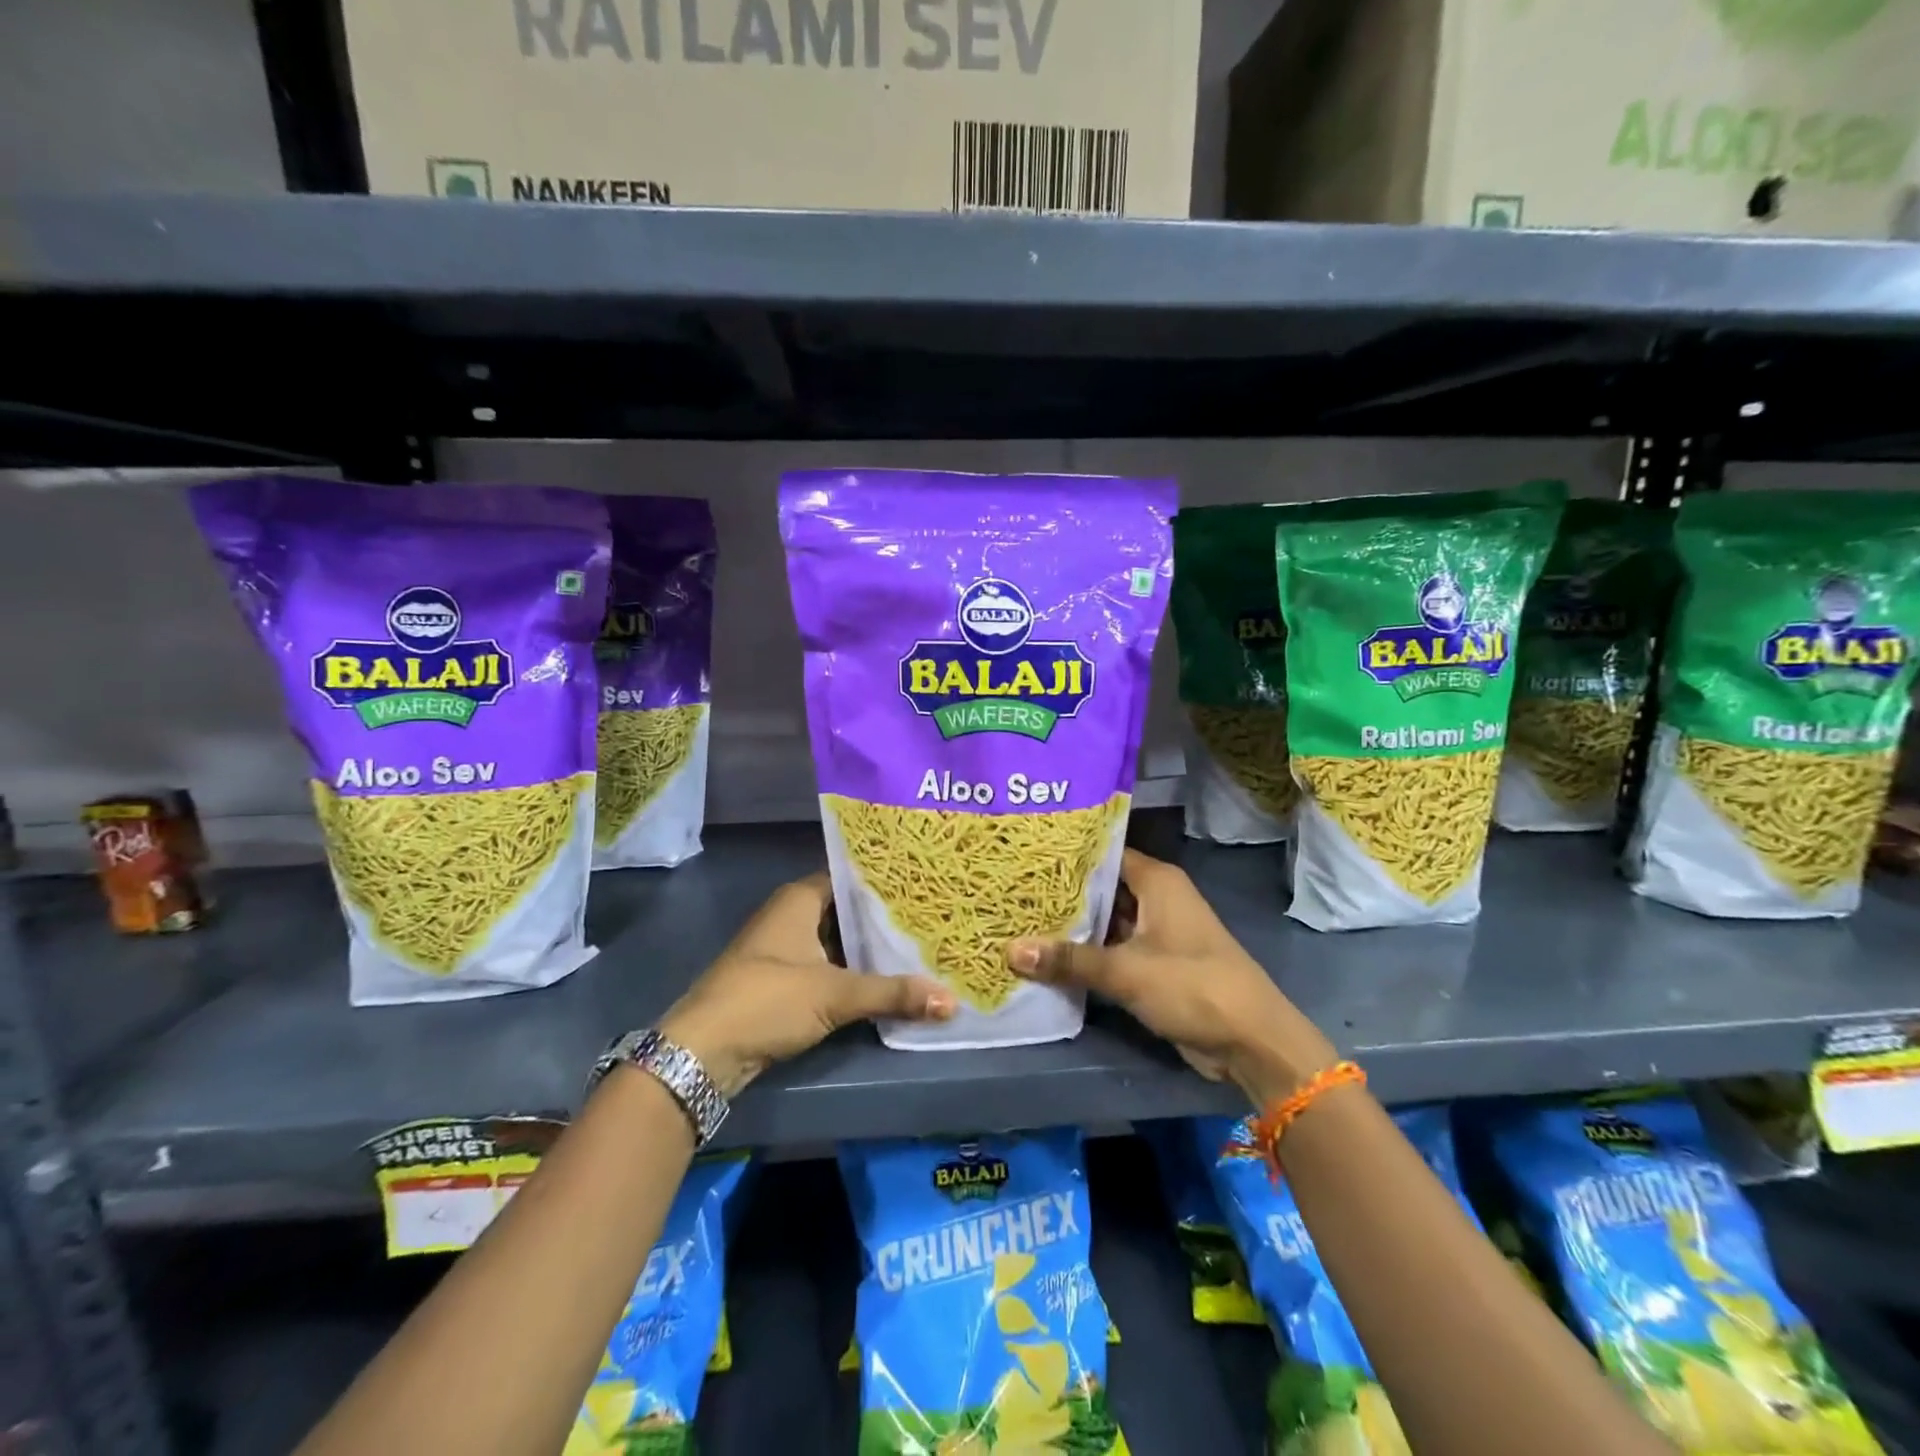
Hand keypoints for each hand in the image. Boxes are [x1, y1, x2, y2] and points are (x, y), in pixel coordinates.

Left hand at [659, 874, 954, 1095]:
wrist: (703, 1053)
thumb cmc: (767, 1000)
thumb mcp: (834, 994)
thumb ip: (892, 994)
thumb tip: (950, 1001)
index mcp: (798, 900)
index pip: (849, 876)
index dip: (883, 879)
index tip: (923, 881)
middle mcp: (791, 916)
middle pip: (846, 909)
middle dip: (883, 916)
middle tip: (931, 914)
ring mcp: (785, 950)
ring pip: (838, 940)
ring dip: (869, 947)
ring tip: (920, 943)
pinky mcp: (783, 982)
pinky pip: (828, 966)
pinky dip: (853, 971)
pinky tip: (887, 978)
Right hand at [1008, 849, 1336, 1104]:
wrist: (1251, 1041)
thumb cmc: (1192, 986)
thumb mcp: (1125, 971)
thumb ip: (1069, 959)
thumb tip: (1011, 950)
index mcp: (1157, 881)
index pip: (1103, 853)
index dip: (1066, 856)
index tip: (1026, 857)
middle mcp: (1158, 898)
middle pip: (1102, 888)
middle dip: (1063, 894)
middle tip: (1014, 891)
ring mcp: (1158, 932)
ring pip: (1107, 920)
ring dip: (1074, 927)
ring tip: (1021, 920)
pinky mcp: (1157, 964)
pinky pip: (1115, 949)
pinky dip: (1089, 953)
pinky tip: (1051, 957)